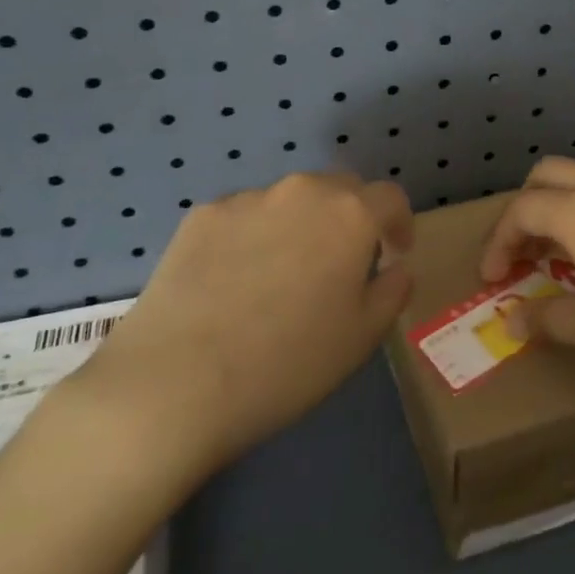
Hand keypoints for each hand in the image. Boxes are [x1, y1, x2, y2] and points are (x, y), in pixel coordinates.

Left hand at [76, 172, 412, 483]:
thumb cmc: (287, 364)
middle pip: (340, 189)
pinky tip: (236, 281)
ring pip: (290, 201)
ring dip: (301, 225)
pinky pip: (245, 216)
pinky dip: (254, 236)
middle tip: (341, 263)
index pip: (390, 198)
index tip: (394, 254)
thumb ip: (392, 291)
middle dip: (351, 218)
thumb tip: (395, 268)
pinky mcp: (202, 215)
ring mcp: (248, 199)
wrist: (175, 383)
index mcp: (350, 215)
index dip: (399, 224)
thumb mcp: (362, 338)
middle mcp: (303, 191)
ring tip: (283, 275)